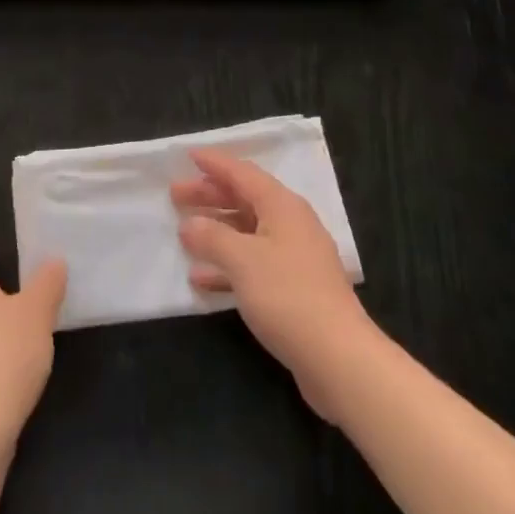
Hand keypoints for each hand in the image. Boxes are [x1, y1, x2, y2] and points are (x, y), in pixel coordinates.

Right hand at [173, 149, 380, 423]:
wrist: (339, 358)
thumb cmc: (288, 296)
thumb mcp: (242, 260)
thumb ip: (212, 237)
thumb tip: (190, 224)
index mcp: (282, 206)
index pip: (243, 173)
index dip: (215, 163)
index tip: (187, 155)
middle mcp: (290, 224)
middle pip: (244, 199)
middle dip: (210, 196)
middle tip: (175, 195)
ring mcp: (294, 258)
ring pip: (247, 232)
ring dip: (216, 230)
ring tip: (183, 232)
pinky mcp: (293, 289)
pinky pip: (252, 264)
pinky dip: (227, 265)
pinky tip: (201, 278)